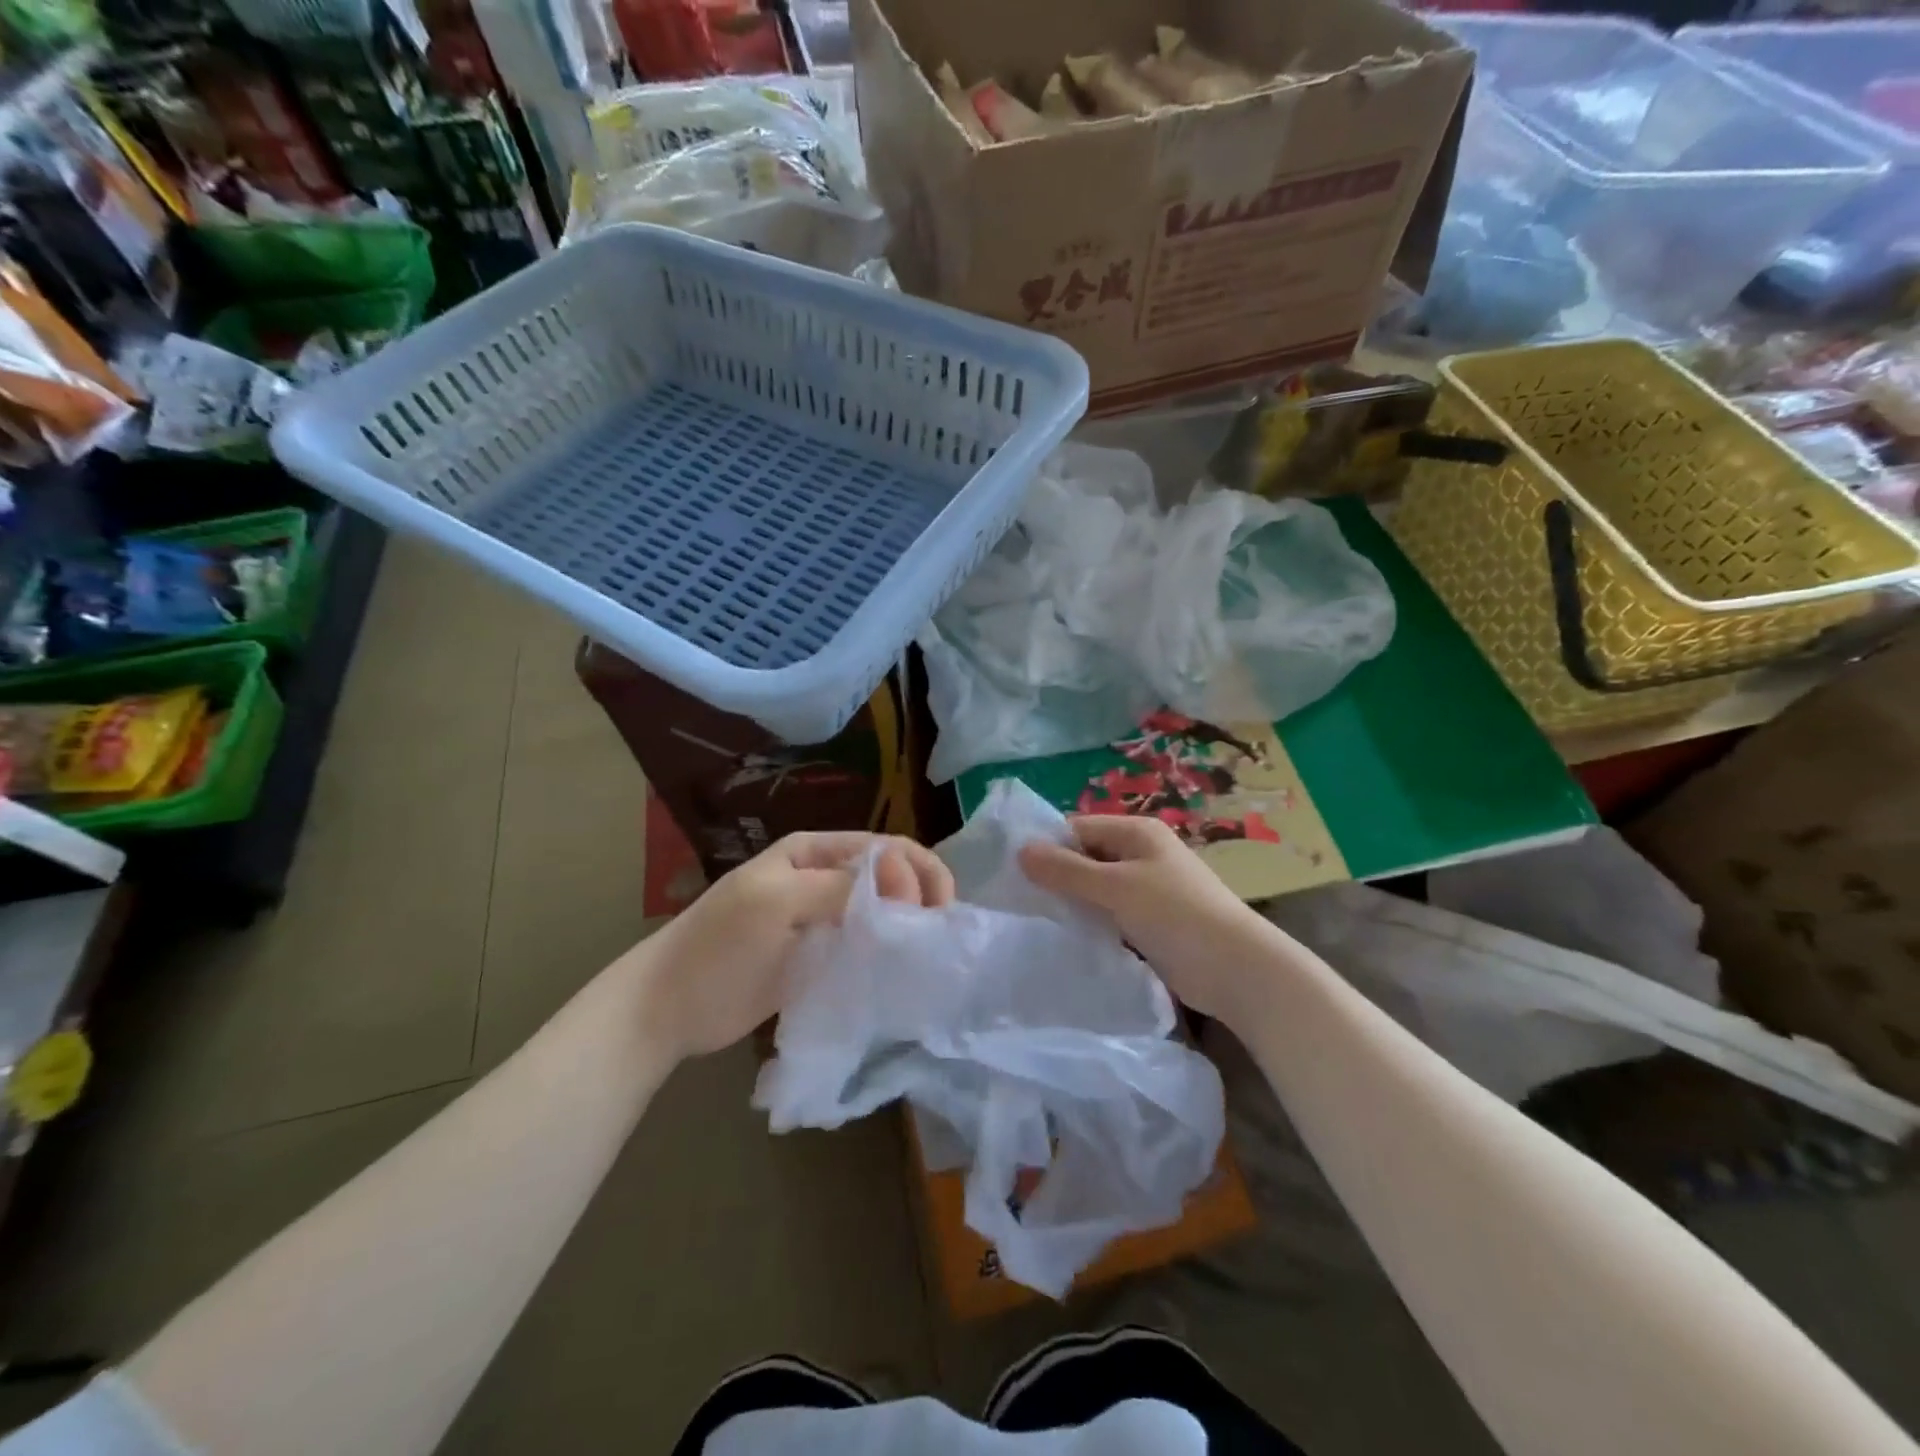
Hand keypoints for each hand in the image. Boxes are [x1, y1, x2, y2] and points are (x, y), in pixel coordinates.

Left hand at [632, 832, 954, 1061]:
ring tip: (928, 952)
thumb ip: (839, 887)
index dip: (916, 870)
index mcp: (814, 851)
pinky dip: (888, 953)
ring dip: (908, 926)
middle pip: (889, 878)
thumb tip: (903, 881)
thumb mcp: (776, 900)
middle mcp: (824, 878)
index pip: (884, 848)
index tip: (935, 910)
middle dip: (919, 896)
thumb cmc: (718, 944)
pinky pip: (865, 946)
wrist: (668, 1006)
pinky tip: (904, 970)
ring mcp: (823, 919)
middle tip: (935, 933)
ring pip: (882, 912)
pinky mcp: (821, 957)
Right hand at [1019, 815, 1277, 1028]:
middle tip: (1020, 900)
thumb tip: (1020, 850)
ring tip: (1037, 920)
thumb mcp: (1115, 887)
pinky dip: (1092, 922)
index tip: (1014, 872)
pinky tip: (1068, 938)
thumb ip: (1067, 870)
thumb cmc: (1175, 914)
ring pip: (1097, 888)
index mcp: (1137, 832)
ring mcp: (1148, 889)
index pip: (1078, 827)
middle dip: (1057, 875)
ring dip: (1073, 902)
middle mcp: (1142, 854)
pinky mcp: (1152, 922)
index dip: (1048, 845)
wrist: (1236, 969)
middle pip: (1087, 856)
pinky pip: (1111, 913)